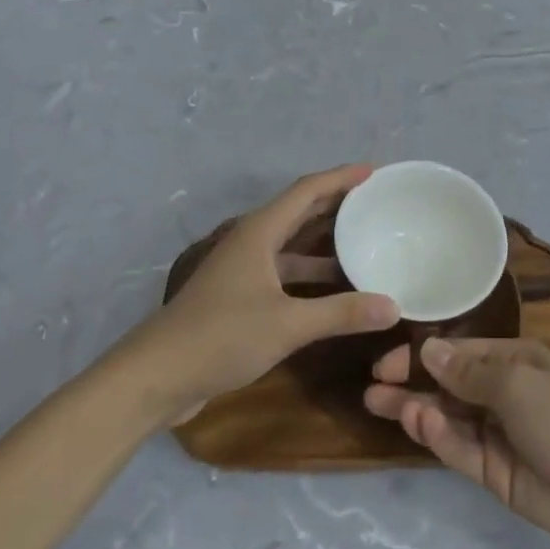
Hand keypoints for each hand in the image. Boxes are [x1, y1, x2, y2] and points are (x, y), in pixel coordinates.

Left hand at [135, 165, 400, 422]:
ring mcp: (245, 270)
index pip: (307, 190)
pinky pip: (286, 272)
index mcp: (260, 232)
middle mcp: (252, 242)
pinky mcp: (241, 297)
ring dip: (327, 242)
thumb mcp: (287, 324)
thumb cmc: (220, 336)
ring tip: (365, 240)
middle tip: (376, 201)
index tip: (374, 171)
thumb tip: (393, 307)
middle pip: (301, 211)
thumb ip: (341, 313)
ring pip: (294, 245)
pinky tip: (336, 288)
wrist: (156, 377)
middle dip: (337, 203)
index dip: (341, 177)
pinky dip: (313, 274)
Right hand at [365, 337, 549, 548]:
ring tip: (378, 404)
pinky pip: (460, 450)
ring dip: (417, 410)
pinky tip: (419, 424)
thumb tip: (429, 349)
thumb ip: (469, 373)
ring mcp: (499, 435)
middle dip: (413, 383)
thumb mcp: (518, 384)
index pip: (460, 353)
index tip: (387, 361)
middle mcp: (504, 393)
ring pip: (449, 418)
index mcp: (515, 361)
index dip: (424, 355)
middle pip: (449, 386)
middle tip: (372, 387)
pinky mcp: (495, 474)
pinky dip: (439, 438)